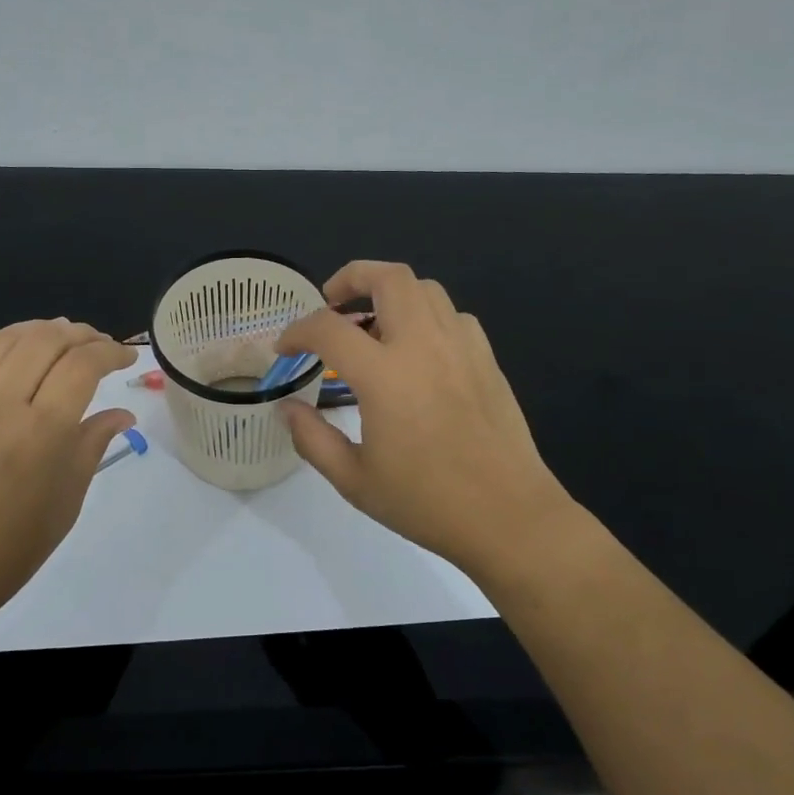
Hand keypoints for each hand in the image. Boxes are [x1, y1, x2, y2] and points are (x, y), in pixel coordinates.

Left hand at [0, 320, 135, 633]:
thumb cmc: (6, 551)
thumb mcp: (65, 503)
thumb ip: (92, 446)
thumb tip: (122, 413)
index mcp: (42, 432)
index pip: (84, 364)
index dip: (111, 351)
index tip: (125, 357)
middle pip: (46, 340)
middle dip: (80, 333)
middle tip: (96, 345)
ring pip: (2, 339)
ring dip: (37, 330)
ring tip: (56, 338)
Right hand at [275, 262, 576, 578]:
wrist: (508, 517)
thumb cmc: (426, 502)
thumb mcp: (354, 480)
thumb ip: (312, 438)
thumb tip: (286, 408)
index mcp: (385, 376)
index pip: (328, 328)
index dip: (297, 331)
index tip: (285, 348)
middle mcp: (423, 346)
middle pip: (388, 278)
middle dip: (352, 277)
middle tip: (332, 304)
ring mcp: (461, 347)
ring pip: (425, 288)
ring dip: (391, 294)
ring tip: (373, 324)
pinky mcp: (486, 359)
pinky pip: (453, 316)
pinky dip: (427, 317)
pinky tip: (419, 350)